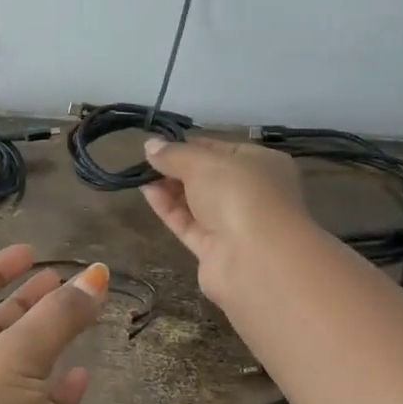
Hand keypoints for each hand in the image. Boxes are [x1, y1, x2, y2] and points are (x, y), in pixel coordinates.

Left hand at [0, 244, 109, 403]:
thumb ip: (59, 316)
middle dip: (28, 302)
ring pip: (26, 368)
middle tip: (64, 281)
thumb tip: (97, 274)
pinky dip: (63, 393)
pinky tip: (85, 375)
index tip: (30, 253)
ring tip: (84, 315)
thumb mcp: (14, 355)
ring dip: (51, 342)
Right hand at [141, 136, 311, 303]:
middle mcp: (251, 193)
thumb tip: (150, 144)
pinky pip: (189, 224)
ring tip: (141, 176)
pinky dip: (169, 209)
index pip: (222, 149)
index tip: (160, 144)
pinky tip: (148, 193)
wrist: (257, 259)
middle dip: (177, 168)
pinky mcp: (215, 250)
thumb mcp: (203, 162)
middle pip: (208, 177)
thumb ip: (174, 154)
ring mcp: (234, 224)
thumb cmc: (239, 193)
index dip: (190, 145)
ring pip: (197, 202)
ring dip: (170, 188)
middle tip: (146, 161)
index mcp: (262, 164)